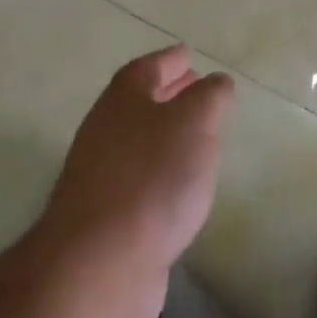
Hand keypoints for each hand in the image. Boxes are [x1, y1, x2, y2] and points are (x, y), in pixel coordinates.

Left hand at [37, 45, 234, 317]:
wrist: (99, 264)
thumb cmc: (152, 177)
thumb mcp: (195, 123)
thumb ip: (210, 97)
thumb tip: (216, 82)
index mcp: (123, 99)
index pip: (147, 67)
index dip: (169, 59)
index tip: (188, 53)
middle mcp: (104, 131)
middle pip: (137, 103)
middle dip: (167, 93)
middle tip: (196, 88)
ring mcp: (99, 176)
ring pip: (137, 141)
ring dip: (164, 134)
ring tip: (197, 136)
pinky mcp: (103, 219)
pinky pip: (137, 180)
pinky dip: (160, 172)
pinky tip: (180, 187)